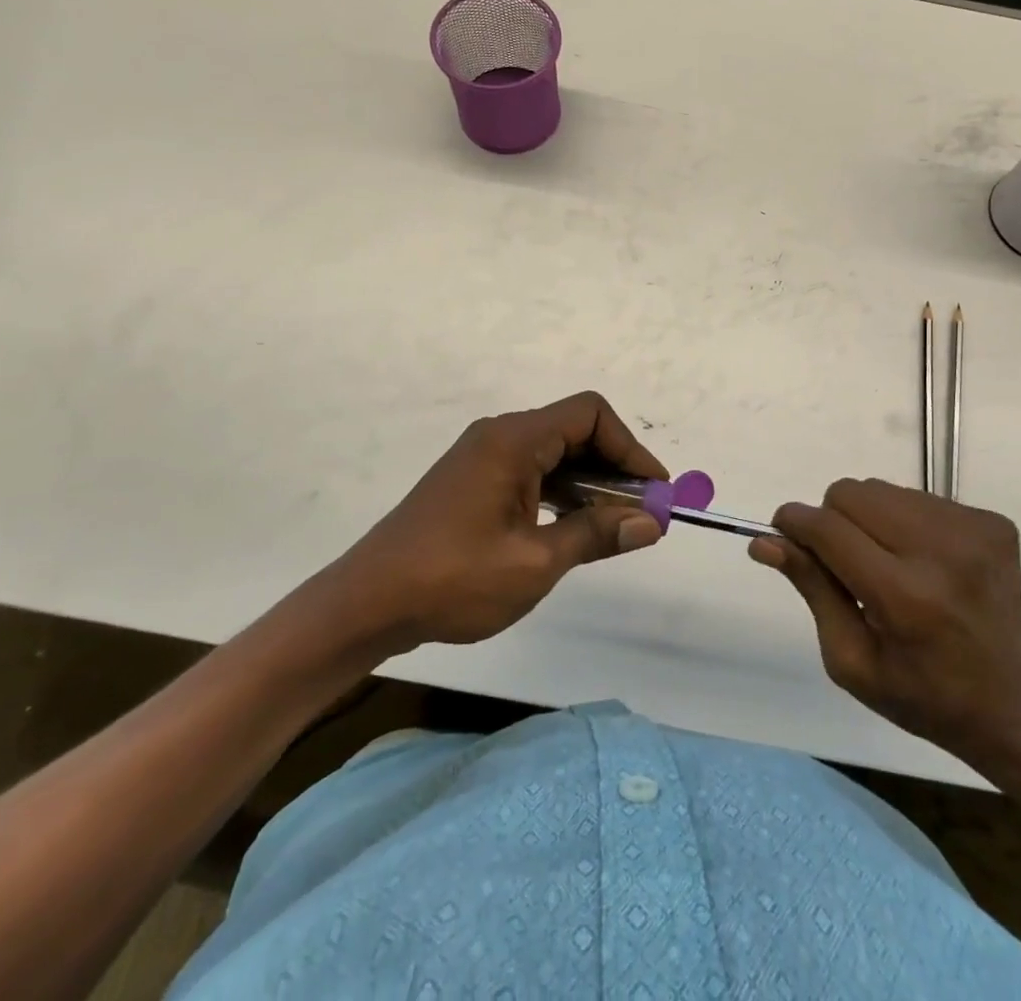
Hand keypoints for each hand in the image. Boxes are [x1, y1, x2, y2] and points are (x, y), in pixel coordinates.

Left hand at [334, 392, 667, 650]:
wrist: (366, 604)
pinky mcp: (473, 482)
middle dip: (614, 468)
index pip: (590, 415)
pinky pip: (532, 471)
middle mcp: (500, 435)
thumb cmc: (452, 579)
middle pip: (574, 431)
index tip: (654, 491)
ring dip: (589, 483)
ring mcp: (483, 458)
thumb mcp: (534, 563)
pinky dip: (561, 492)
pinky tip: (572, 528)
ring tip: (614, 527)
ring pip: (554, 453)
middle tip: (641, 514)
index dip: (630, 448)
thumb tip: (651, 523)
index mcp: (514, 439)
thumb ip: (595, 535)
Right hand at [750, 479, 1020, 763]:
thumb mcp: (850, 658)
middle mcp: (942, 553)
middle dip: (833, 519)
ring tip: (888, 563)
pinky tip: (923, 562)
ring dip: (870, 518)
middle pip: (852, 494)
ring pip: (884, 490)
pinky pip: (919, 498)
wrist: (1010, 702)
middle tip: (845, 561)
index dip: (795, 523)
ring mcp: (974, 532)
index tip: (782, 531)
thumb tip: (764, 541)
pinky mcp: (993, 523)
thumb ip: (811, 588)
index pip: (829, 529)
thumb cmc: (919, 693)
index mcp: (905, 597)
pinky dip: (906, 522)